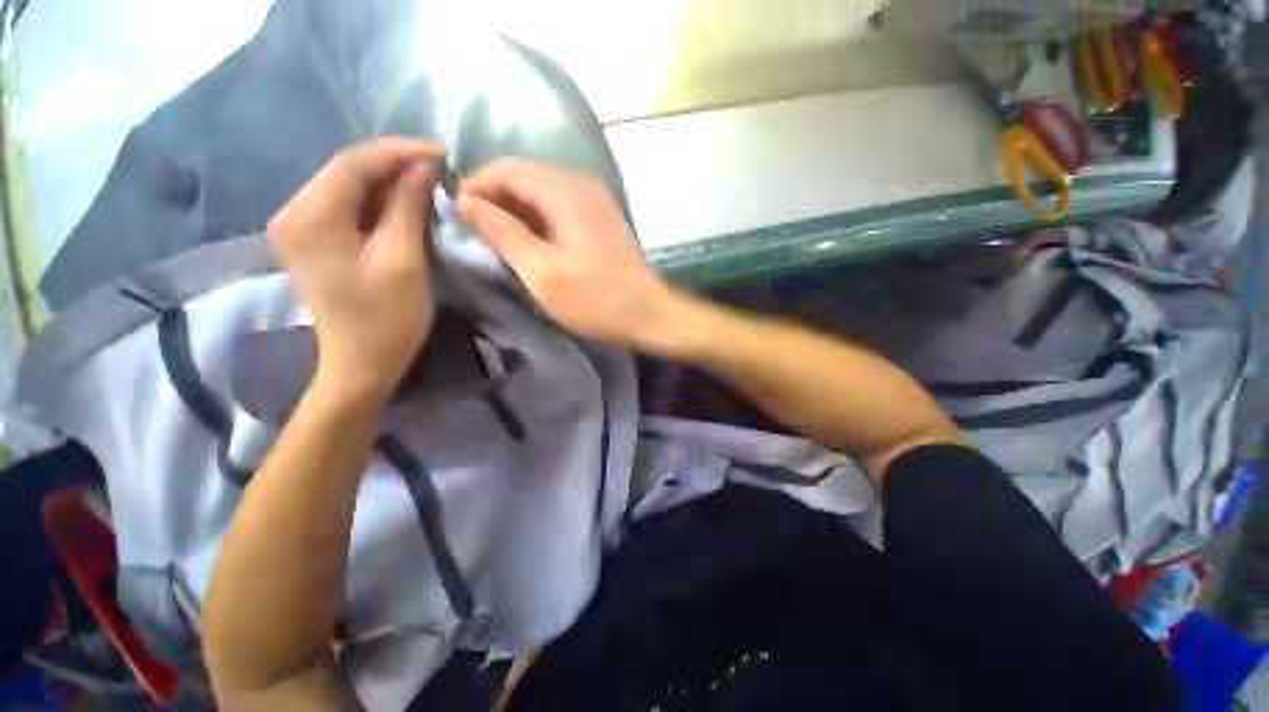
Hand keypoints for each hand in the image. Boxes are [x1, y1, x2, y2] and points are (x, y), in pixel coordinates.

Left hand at [267, 138, 445, 403]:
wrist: (362, 364)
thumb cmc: (387, 319)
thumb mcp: (404, 260)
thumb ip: (409, 207)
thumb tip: (425, 165)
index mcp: (310, 218)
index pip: (354, 163)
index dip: (401, 151)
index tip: (443, 150)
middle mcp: (293, 213)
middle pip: (348, 171)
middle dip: (397, 165)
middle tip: (442, 169)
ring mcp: (301, 226)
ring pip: (351, 187)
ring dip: (392, 183)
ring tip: (432, 184)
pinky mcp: (314, 240)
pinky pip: (350, 207)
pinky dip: (381, 202)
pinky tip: (408, 205)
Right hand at [457, 159, 683, 351]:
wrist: (649, 315)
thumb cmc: (596, 300)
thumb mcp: (542, 273)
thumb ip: (502, 233)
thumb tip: (464, 201)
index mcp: (567, 192)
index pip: (508, 168)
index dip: (476, 185)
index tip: (455, 214)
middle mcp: (583, 184)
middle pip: (525, 175)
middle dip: (495, 198)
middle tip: (474, 230)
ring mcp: (596, 199)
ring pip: (542, 190)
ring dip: (515, 209)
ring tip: (496, 239)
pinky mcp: (601, 217)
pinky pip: (559, 205)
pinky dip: (538, 218)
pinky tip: (529, 241)